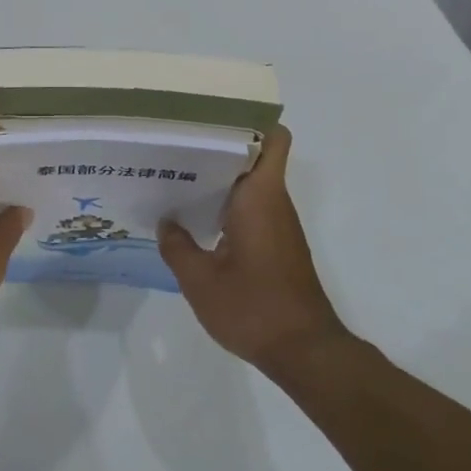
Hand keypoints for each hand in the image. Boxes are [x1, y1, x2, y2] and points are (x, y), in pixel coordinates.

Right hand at [157, 126, 348, 372]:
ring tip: (176, 176)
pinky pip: (251, 207)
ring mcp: (278, 224)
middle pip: (254, 155)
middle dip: (219, 146)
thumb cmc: (254, 308)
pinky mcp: (277, 244)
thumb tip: (166, 223)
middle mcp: (273, 201)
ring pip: (251, 182)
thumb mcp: (201, 281)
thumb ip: (177, 247)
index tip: (211, 118)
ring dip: (220, 177)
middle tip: (176, 145)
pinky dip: (226, 203)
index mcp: (260, 196)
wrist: (304, 352)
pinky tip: (194, 218)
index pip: (272, 138)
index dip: (248, 121)